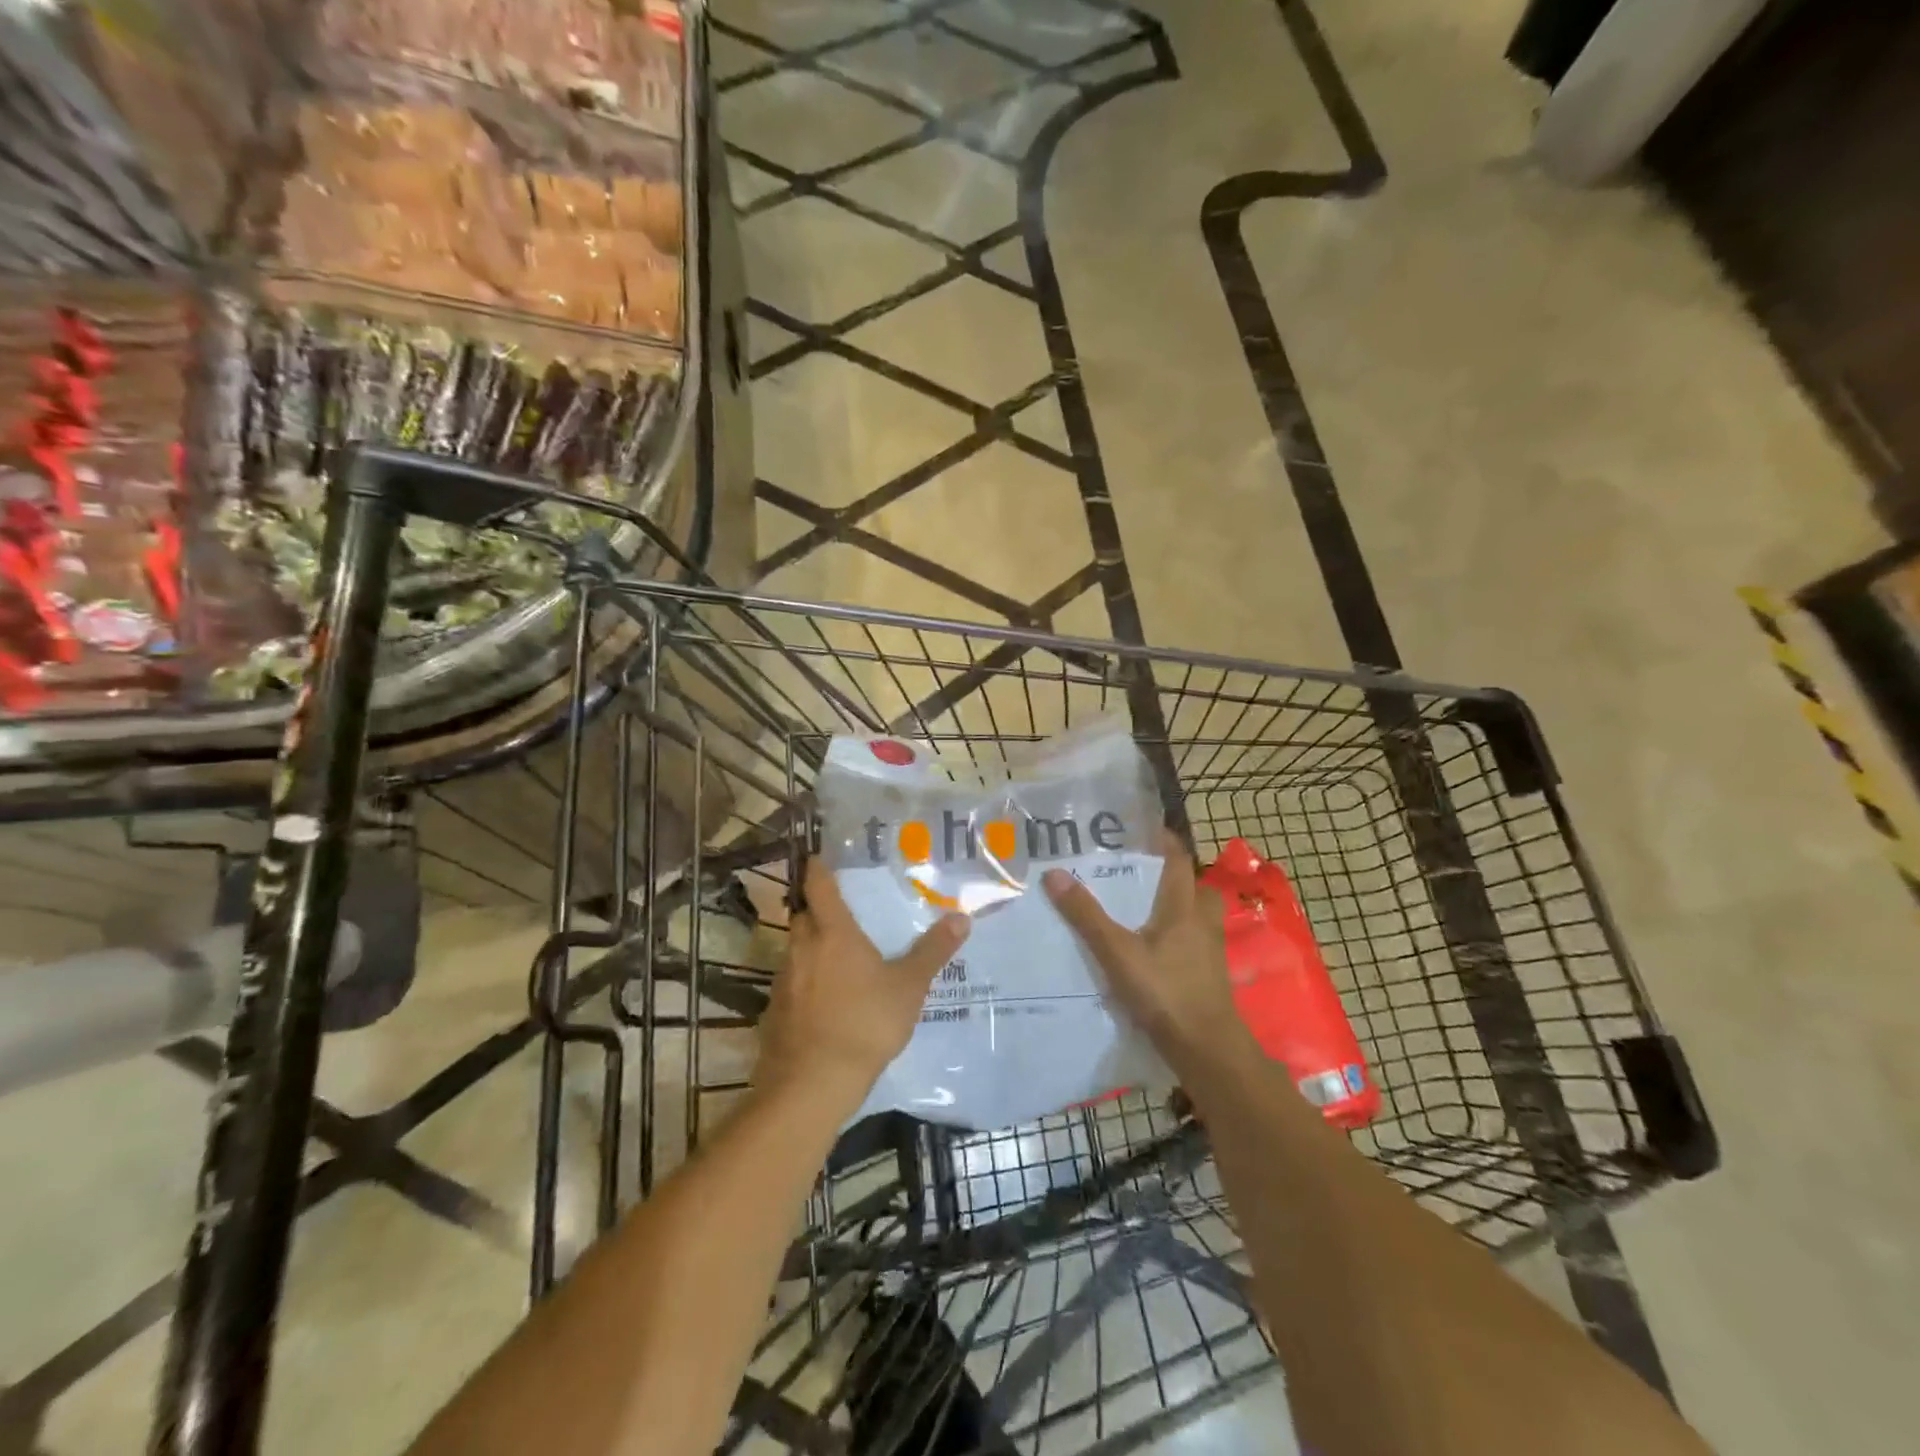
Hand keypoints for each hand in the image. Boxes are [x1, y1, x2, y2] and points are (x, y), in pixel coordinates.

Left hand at [756, 857, 969, 1113]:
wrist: (811, 1084)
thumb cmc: (864, 1024)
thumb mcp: (908, 988)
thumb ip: (932, 952)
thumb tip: (961, 918)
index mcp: (833, 933)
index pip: (818, 886)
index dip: (818, 868)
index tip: (819, 857)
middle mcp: (802, 947)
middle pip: (803, 915)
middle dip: (816, 909)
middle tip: (841, 911)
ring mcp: (784, 979)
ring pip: (795, 949)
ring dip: (811, 946)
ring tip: (837, 956)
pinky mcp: (775, 1009)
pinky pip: (791, 981)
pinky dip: (805, 980)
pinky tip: (824, 999)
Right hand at [1042, 832, 1251, 1076]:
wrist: (1207, 1049)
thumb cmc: (1165, 992)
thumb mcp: (1118, 952)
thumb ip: (1086, 915)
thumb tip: (1053, 873)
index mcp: (1184, 907)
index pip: (1179, 860)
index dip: (1164, 842)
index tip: (1142, 830)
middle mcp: (1202, 923)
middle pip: (1195, 887)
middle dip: (1173, 876)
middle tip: (1141, 872)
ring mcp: (1209, 951)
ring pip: (1196, 917)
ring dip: (1177, 907)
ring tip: (1143, 909)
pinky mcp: (1208, 976)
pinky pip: (1193, 943)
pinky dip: (1176, 937)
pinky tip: (1153, 950)